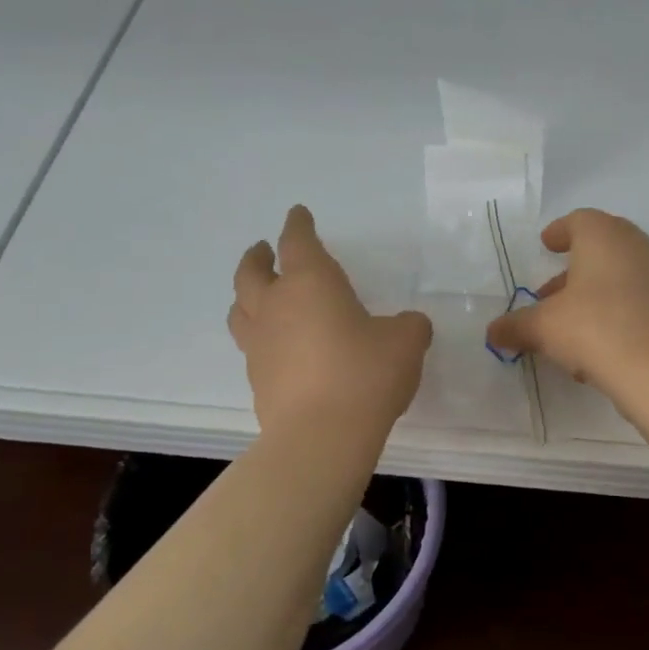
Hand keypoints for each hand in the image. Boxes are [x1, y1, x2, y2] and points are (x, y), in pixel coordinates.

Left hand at [230, 206, 432, 436]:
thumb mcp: (405, 342)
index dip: (298, 225)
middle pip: (251, 272)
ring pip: (241, 309)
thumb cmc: (365, 373)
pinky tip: (278, 349)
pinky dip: (261, 339)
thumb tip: (407, 326)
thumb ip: (408, 326)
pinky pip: (252, 348)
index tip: (298, 214)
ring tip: (257, 296)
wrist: (322, 435)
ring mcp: (260, 345)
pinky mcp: (257, 380)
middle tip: (262, 250)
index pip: (297, 241)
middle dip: (257, 256)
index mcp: (310, 283)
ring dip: (247, 296)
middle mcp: (276, 306)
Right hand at [485, 209, 648, 395]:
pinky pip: (636, 300)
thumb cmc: (595, 329)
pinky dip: (614, 311)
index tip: (546, 244)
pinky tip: (597, 344)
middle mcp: (636, 247)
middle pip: (602, 247)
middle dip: (573, 269)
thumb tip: (493, 332)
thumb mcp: (543, 328)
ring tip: (568, 324)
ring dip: (593, 294)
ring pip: (619, 276)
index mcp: (604, 236)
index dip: (559, 232)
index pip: (580, 220)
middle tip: (549, 292)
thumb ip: (516, 326)